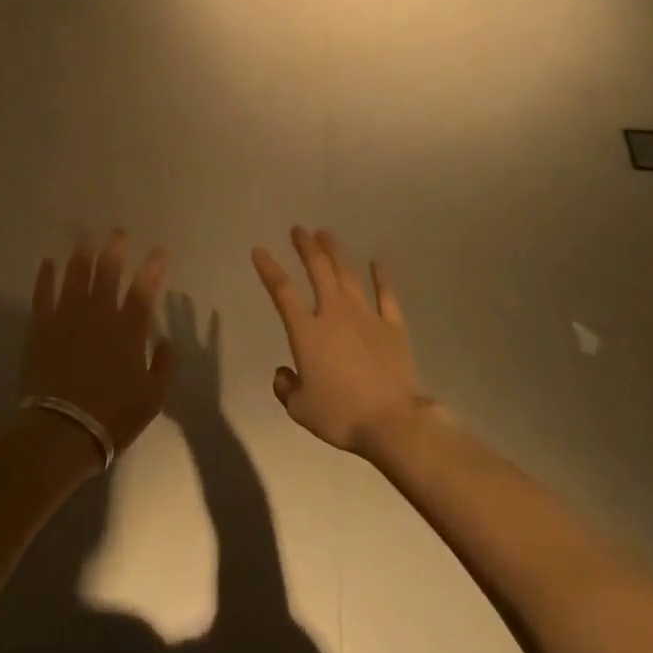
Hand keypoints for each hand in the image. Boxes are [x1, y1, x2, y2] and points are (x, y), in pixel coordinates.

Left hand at [23, 232, 176, 464]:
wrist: (63, 430)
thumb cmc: (113, 416)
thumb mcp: (153, 397)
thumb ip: (164, 364)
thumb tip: (166, 340)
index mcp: (128, 332)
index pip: (143, 291)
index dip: (152, 268)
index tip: (159, 251)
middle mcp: (99, 316)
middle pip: (108, 274)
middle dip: (115, 250)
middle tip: (118, 233)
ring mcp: (67, 319)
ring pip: (76, 276)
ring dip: (82, 254)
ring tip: (84, 236)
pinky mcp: (41, 328)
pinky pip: (43, 294)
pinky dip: (46, 276)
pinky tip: (48, 262)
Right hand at [253, 227, 422, 456]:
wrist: (391, 423)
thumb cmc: (340, 415)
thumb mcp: (300, 408)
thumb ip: (286, 387)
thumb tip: (283, 374)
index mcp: (307, 332)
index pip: (282, 292)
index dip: (269, 269)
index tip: (259, 250)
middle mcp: (334, 314)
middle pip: (318, 270)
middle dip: (306, 247)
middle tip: (299, 230)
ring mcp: (366, 317)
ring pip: (348, 275)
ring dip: (335, 253)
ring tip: (326, 235)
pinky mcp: (393, 327)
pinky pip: (386, 295)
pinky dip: (381, 277)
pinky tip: (377, 262)